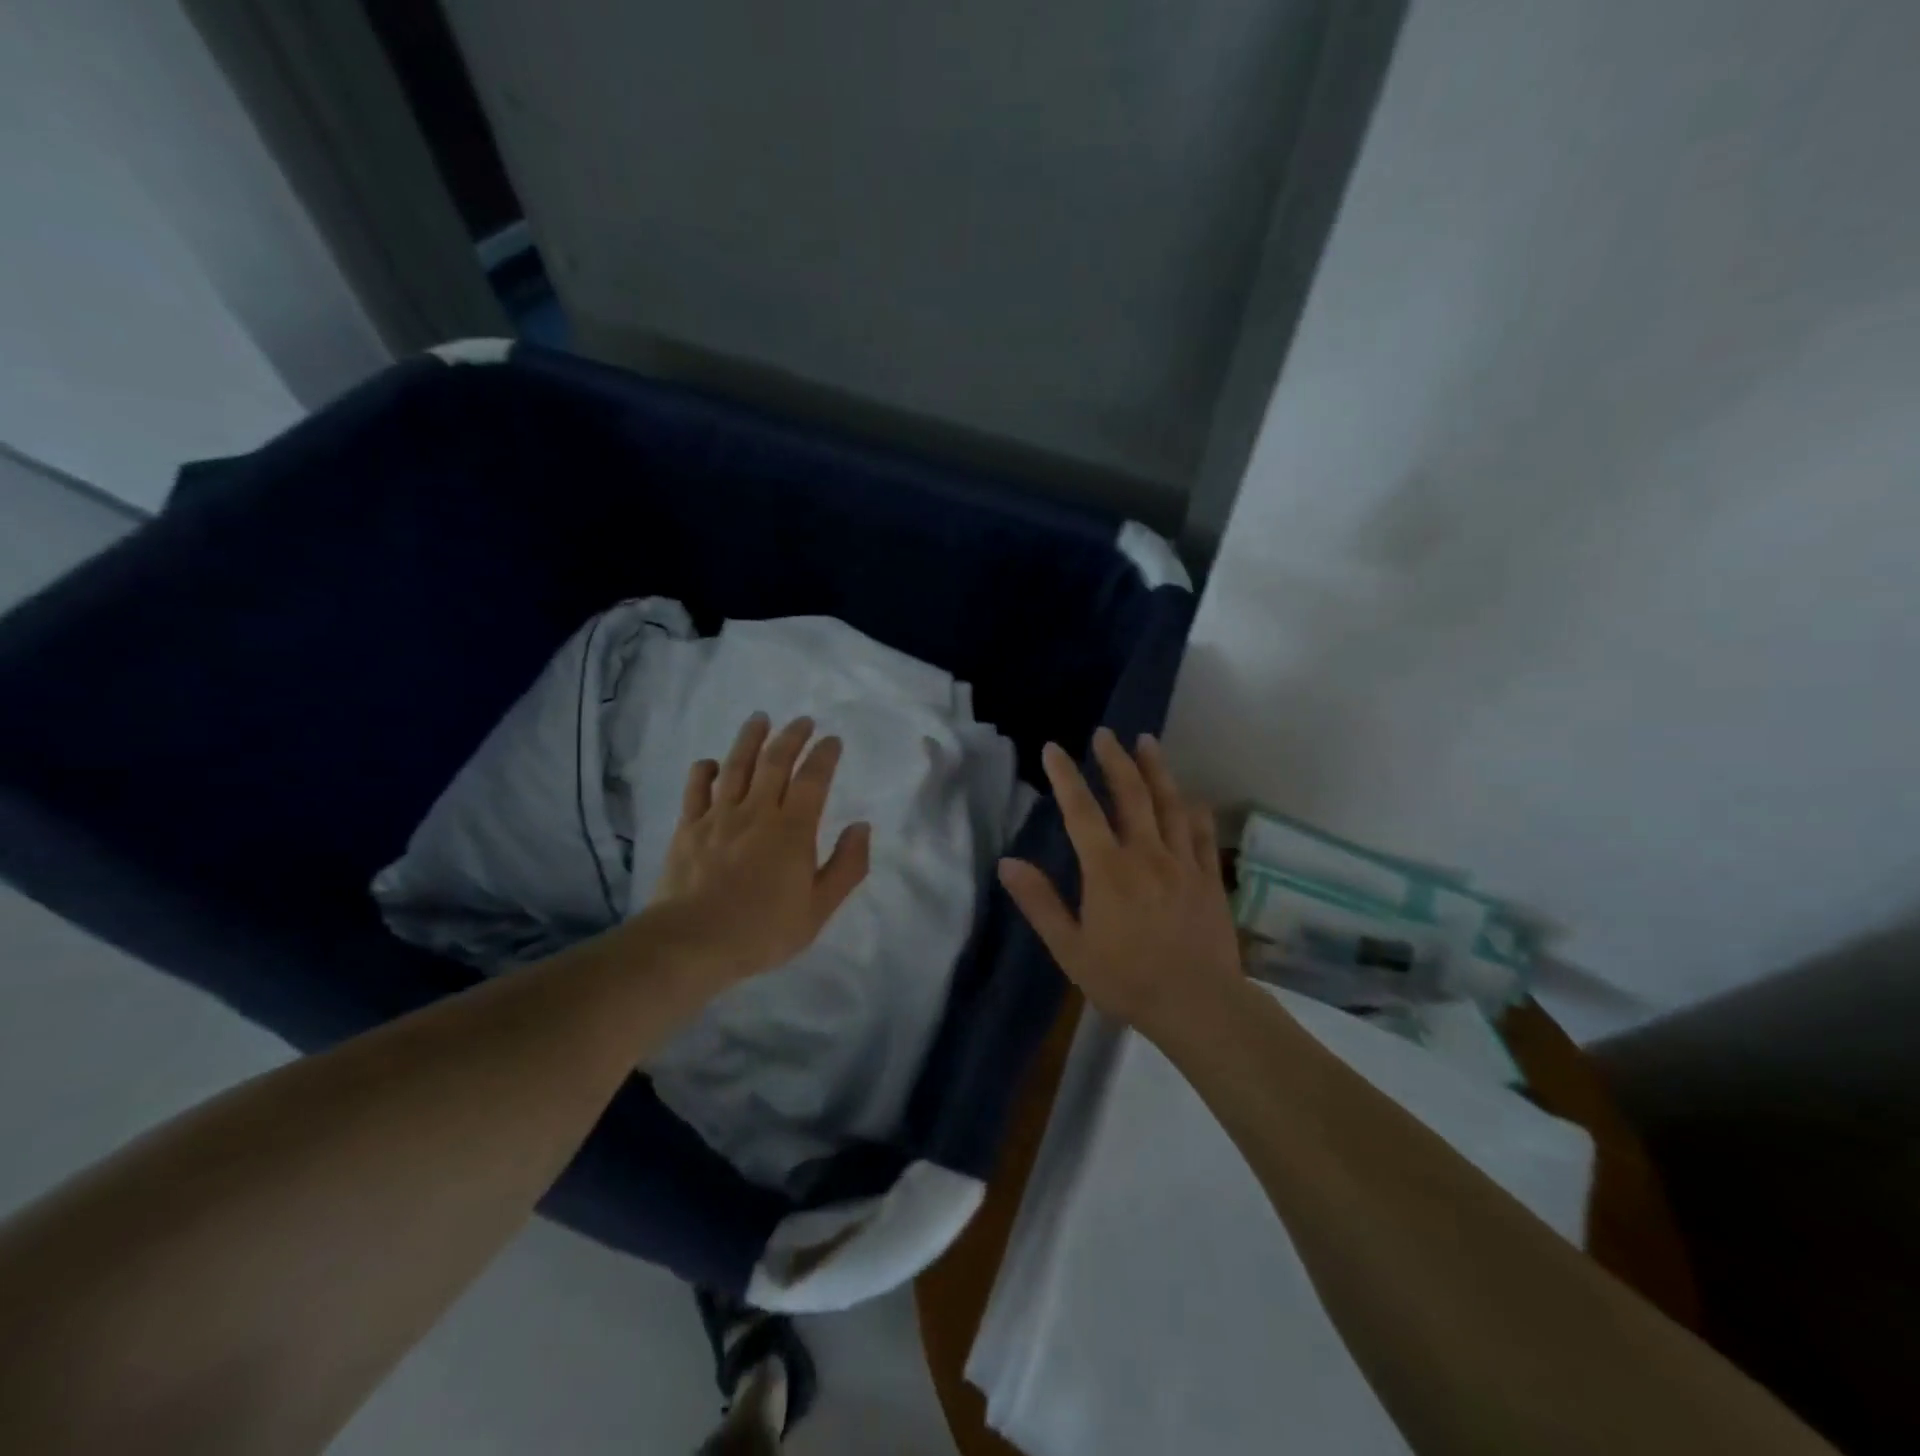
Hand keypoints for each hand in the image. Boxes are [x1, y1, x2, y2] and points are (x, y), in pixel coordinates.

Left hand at [647, 712, 871, 984]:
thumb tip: (862, 827)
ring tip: (760, 719)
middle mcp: (757, 812)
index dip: (824, 755)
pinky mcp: (688, 828)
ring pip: (736, 766)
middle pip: (775, 762)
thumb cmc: (763, 930)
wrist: (693, 942)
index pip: (813, 779)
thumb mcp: (818, 909)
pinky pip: (696, 789)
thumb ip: (846, 866)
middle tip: (802, 720)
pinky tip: (710, 763)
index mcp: (793, 830)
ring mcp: (719, 816)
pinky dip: (704, 771)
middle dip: (792, 737)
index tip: (832, 740)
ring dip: (750, 739)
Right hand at [998, 728, 1241, 1039]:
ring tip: (1147, 741)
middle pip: (1131, 794)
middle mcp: (1146, 854)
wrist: (1198, 1005)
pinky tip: (1190, 796)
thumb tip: (1007, 863)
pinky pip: (1201, 832)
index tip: (1053, 749)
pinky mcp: (1209, 877)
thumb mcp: (1070, 949)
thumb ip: (1040, 903)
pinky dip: (1193, 809)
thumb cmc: (1126, 980)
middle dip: (1115, 759)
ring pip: (1169, 803)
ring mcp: (1183, 862)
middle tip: (1106, 733)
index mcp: (1108, 869)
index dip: (1066, 776)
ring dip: (1156, 769)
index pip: (1081, 811)